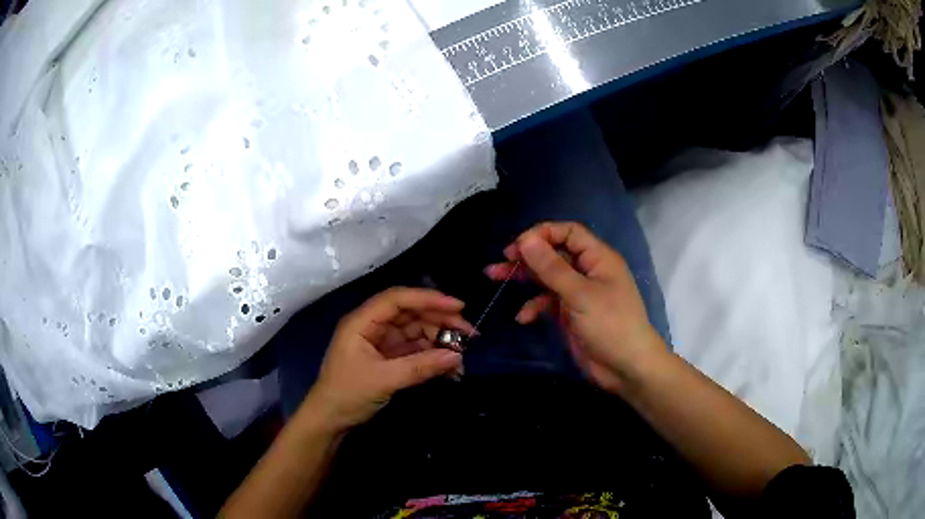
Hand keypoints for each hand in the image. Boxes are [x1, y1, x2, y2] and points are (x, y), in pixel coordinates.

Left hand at [303, 288, 472, 430]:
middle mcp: (373, 326)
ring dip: (440, 341)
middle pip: (411, 314)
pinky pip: (415, 350)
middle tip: (471, 333)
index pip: (398, 299)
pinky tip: (450, 366)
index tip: (458, 307)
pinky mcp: (389, 358)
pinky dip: (433, 356)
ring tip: (463, 355)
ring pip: (416, 332)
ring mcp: (382, 342)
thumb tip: (457, 356)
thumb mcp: (384, 380)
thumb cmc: (348, 394)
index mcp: (363, 322)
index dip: (428, 299)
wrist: (330, 420)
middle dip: (440, 321)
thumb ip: (420, 366)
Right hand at [486, 222, 664, 393]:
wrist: (626, 367)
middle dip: (527, 256)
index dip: (542, 234)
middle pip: (554, 253)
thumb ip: (551, 267)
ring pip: (547, 277)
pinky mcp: (571, 314)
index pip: (568, 233)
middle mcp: (588, 271)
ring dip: (524, 278)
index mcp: (597, 258)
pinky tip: (523, 318)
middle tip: (500, 261)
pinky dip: (534, 306)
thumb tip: (526, 239)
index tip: (517, 247)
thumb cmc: (609, 325)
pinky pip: (548, 302)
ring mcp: (579, 293)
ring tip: (495, 277)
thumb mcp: (579, 294)